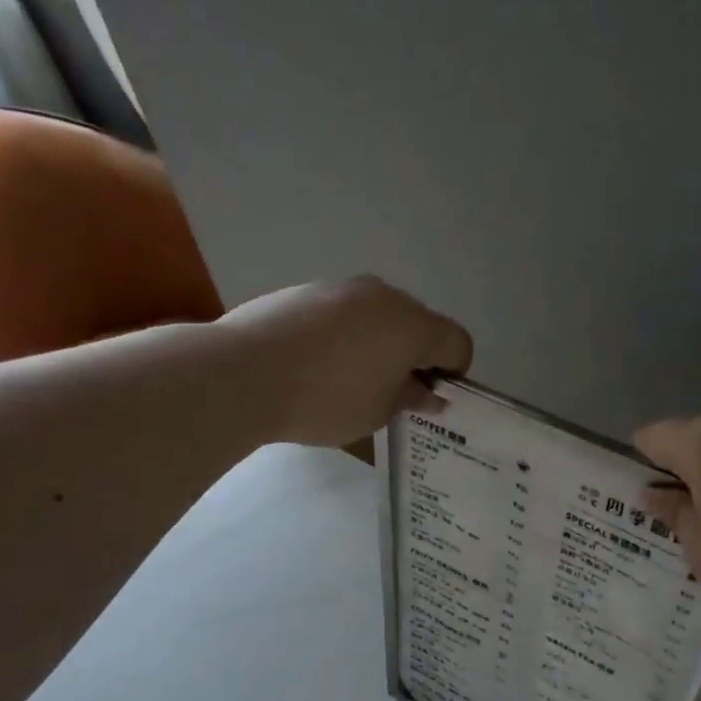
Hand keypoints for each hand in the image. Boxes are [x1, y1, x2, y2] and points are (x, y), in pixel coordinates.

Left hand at [218, 276, 472, 446]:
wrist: (243, 373)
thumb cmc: (326, 400)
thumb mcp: (378, 412)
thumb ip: (411, 398)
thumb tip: (427, 391)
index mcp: (413, 325)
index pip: (457, 342)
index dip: (454, 372)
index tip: (431, 398)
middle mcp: (384, 296)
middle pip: (418, 324)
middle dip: (416, 356)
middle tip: (394, 393)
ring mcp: (342, 288)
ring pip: (378, 316)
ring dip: (379, 344)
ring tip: (350, 380)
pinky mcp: (306, 290)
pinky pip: (343, 314)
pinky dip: (345, 336)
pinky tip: (317, 365)